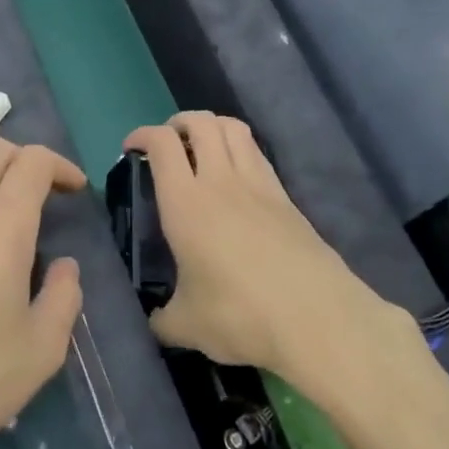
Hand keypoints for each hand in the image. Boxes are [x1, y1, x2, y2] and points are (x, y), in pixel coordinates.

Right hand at [122, 113, 419, 382]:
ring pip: (235, 129)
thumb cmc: (240, 316)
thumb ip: (161, 320)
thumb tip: (153, 323)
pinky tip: (236, 180)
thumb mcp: (186, 326)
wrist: (317, 320)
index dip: (142, 135)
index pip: (162, 144)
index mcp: (186, 203)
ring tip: (201, 150)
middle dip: (179, 123)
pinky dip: (240, 150)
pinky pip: (258, 155)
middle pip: (201, 122)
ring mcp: (259, 186)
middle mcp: (221, 181)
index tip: (131, 148)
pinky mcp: (287, 199)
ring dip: (212, 128)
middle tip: (167, 145)